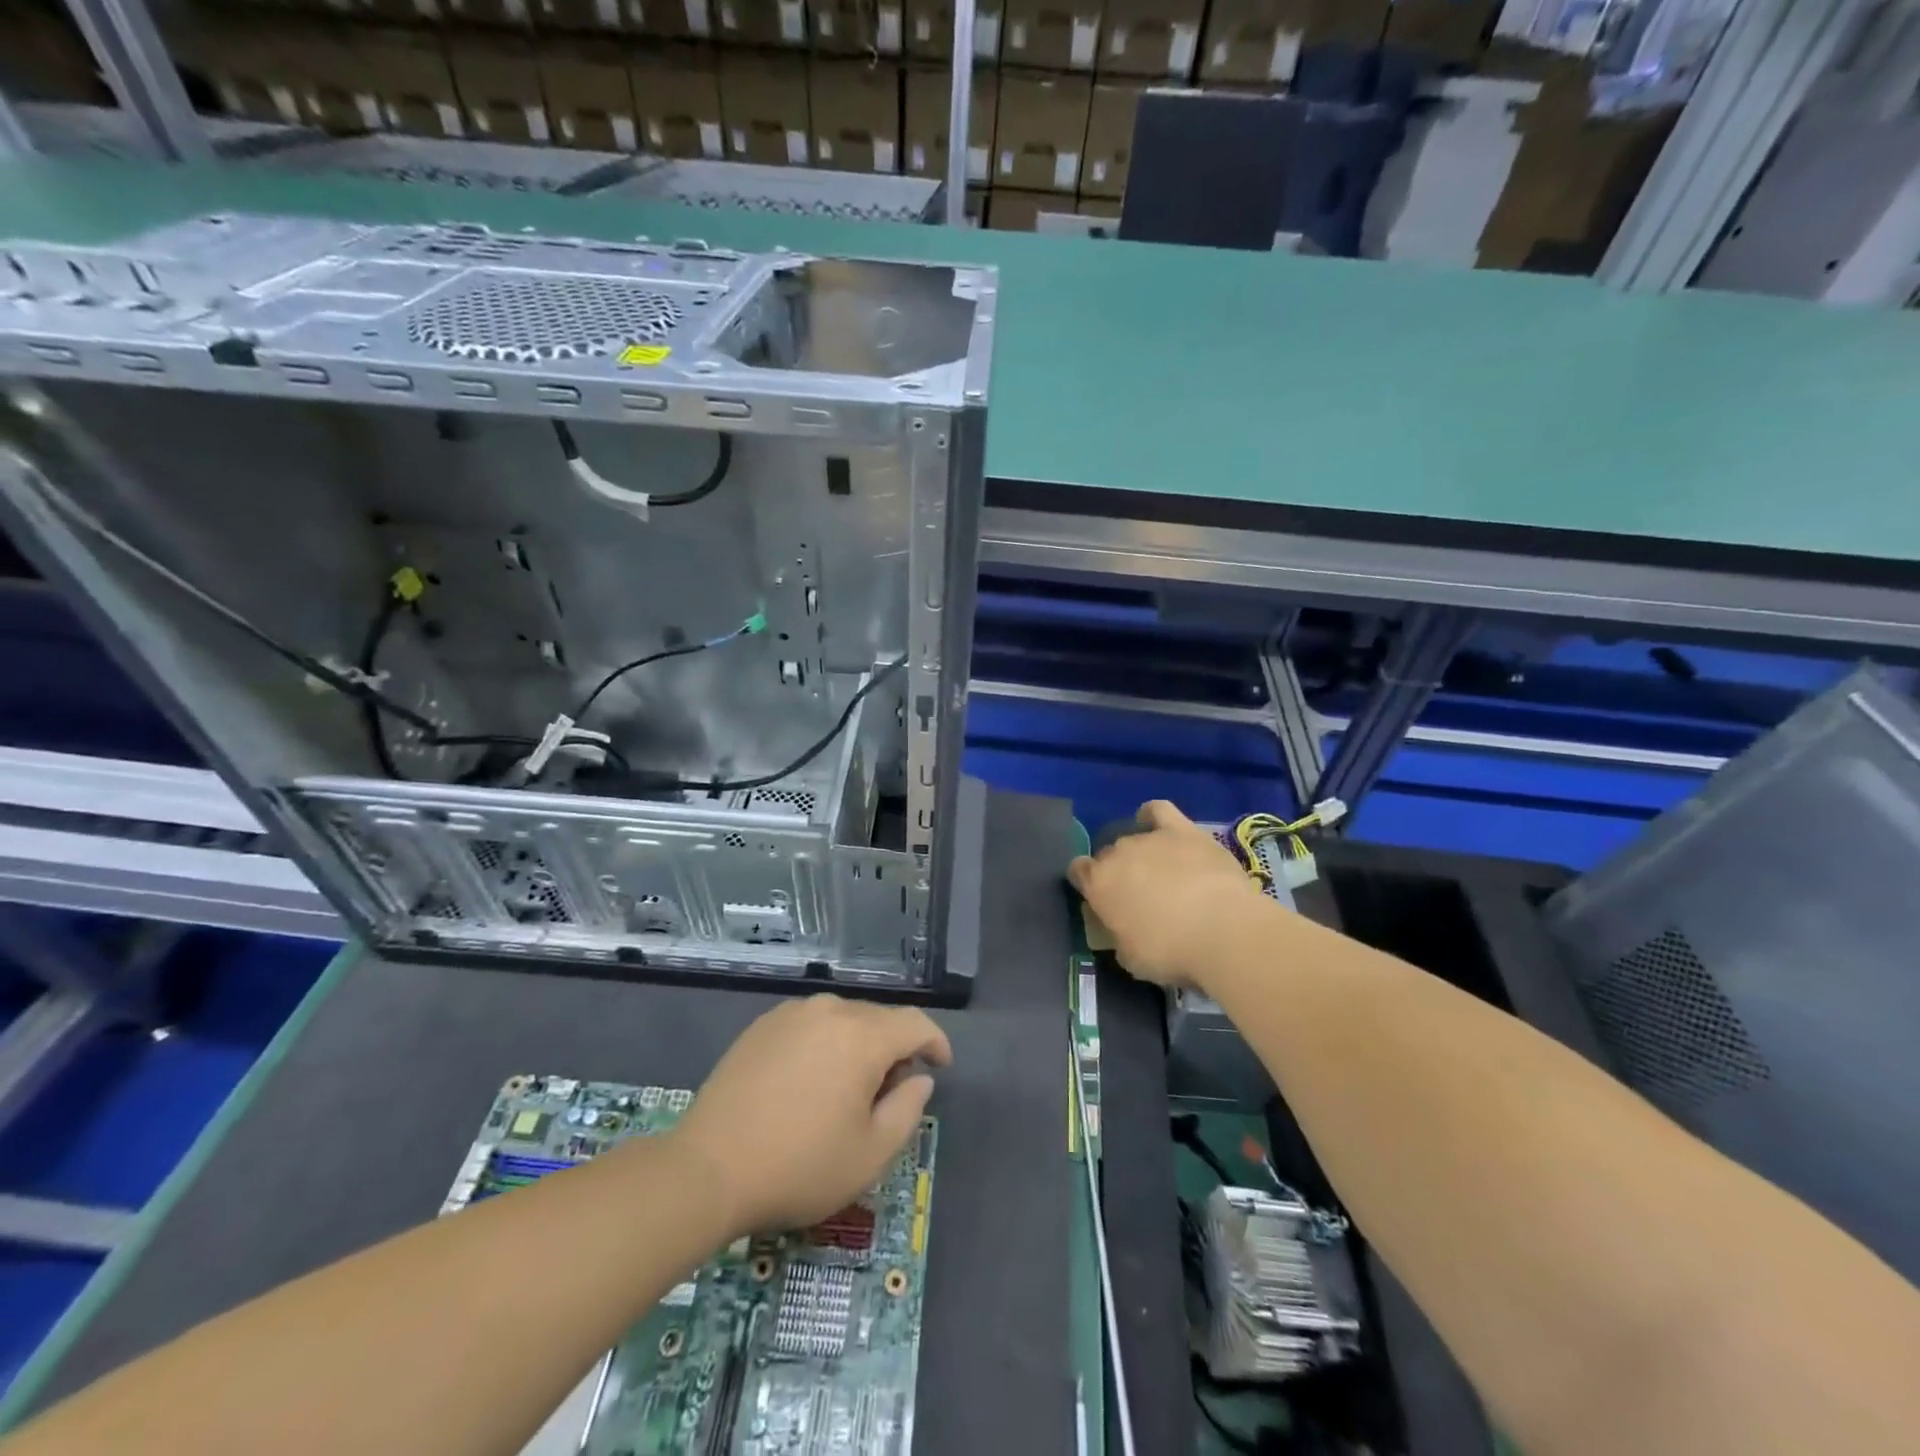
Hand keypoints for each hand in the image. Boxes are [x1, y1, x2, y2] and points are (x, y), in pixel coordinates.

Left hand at [669, 995, 951, 1238]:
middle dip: (895, 1048)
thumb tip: (918, 1078)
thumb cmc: (800, 1166)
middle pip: (879, 1019)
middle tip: (891, 1092)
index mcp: (863, 1036)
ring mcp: (792, 1014)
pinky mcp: (762, 1025)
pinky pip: (811, 1025)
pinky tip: (811, 1080)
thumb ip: (907, 1110)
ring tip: (849, 1088)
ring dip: (858, 1045)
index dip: (935, 1043)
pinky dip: (825, 1044)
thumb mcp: (870, 1154)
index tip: (940, 1067)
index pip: (915, 1023)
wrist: (708, 1170)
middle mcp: (830, 1010)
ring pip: (844, 1019)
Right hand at [1068, 799, 1271, 990]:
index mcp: (1098, 884)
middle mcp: (1118, 854)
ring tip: (1161, 873)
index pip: (1078, 871)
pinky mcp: (1182, 831)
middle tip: (1140, 896)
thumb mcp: (1131, 959)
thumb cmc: (1171, 953)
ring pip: (1134, 838)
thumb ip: (1119, 937)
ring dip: (1141, 854)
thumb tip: (1122, 931)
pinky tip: (1159, 827)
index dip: (1088, 883)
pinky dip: (1153, 816)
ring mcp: (1150, 839)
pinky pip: (1159, 811)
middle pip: (1109, 855)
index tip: (1102, 900)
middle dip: (1119, 872)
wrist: (1222, 930)